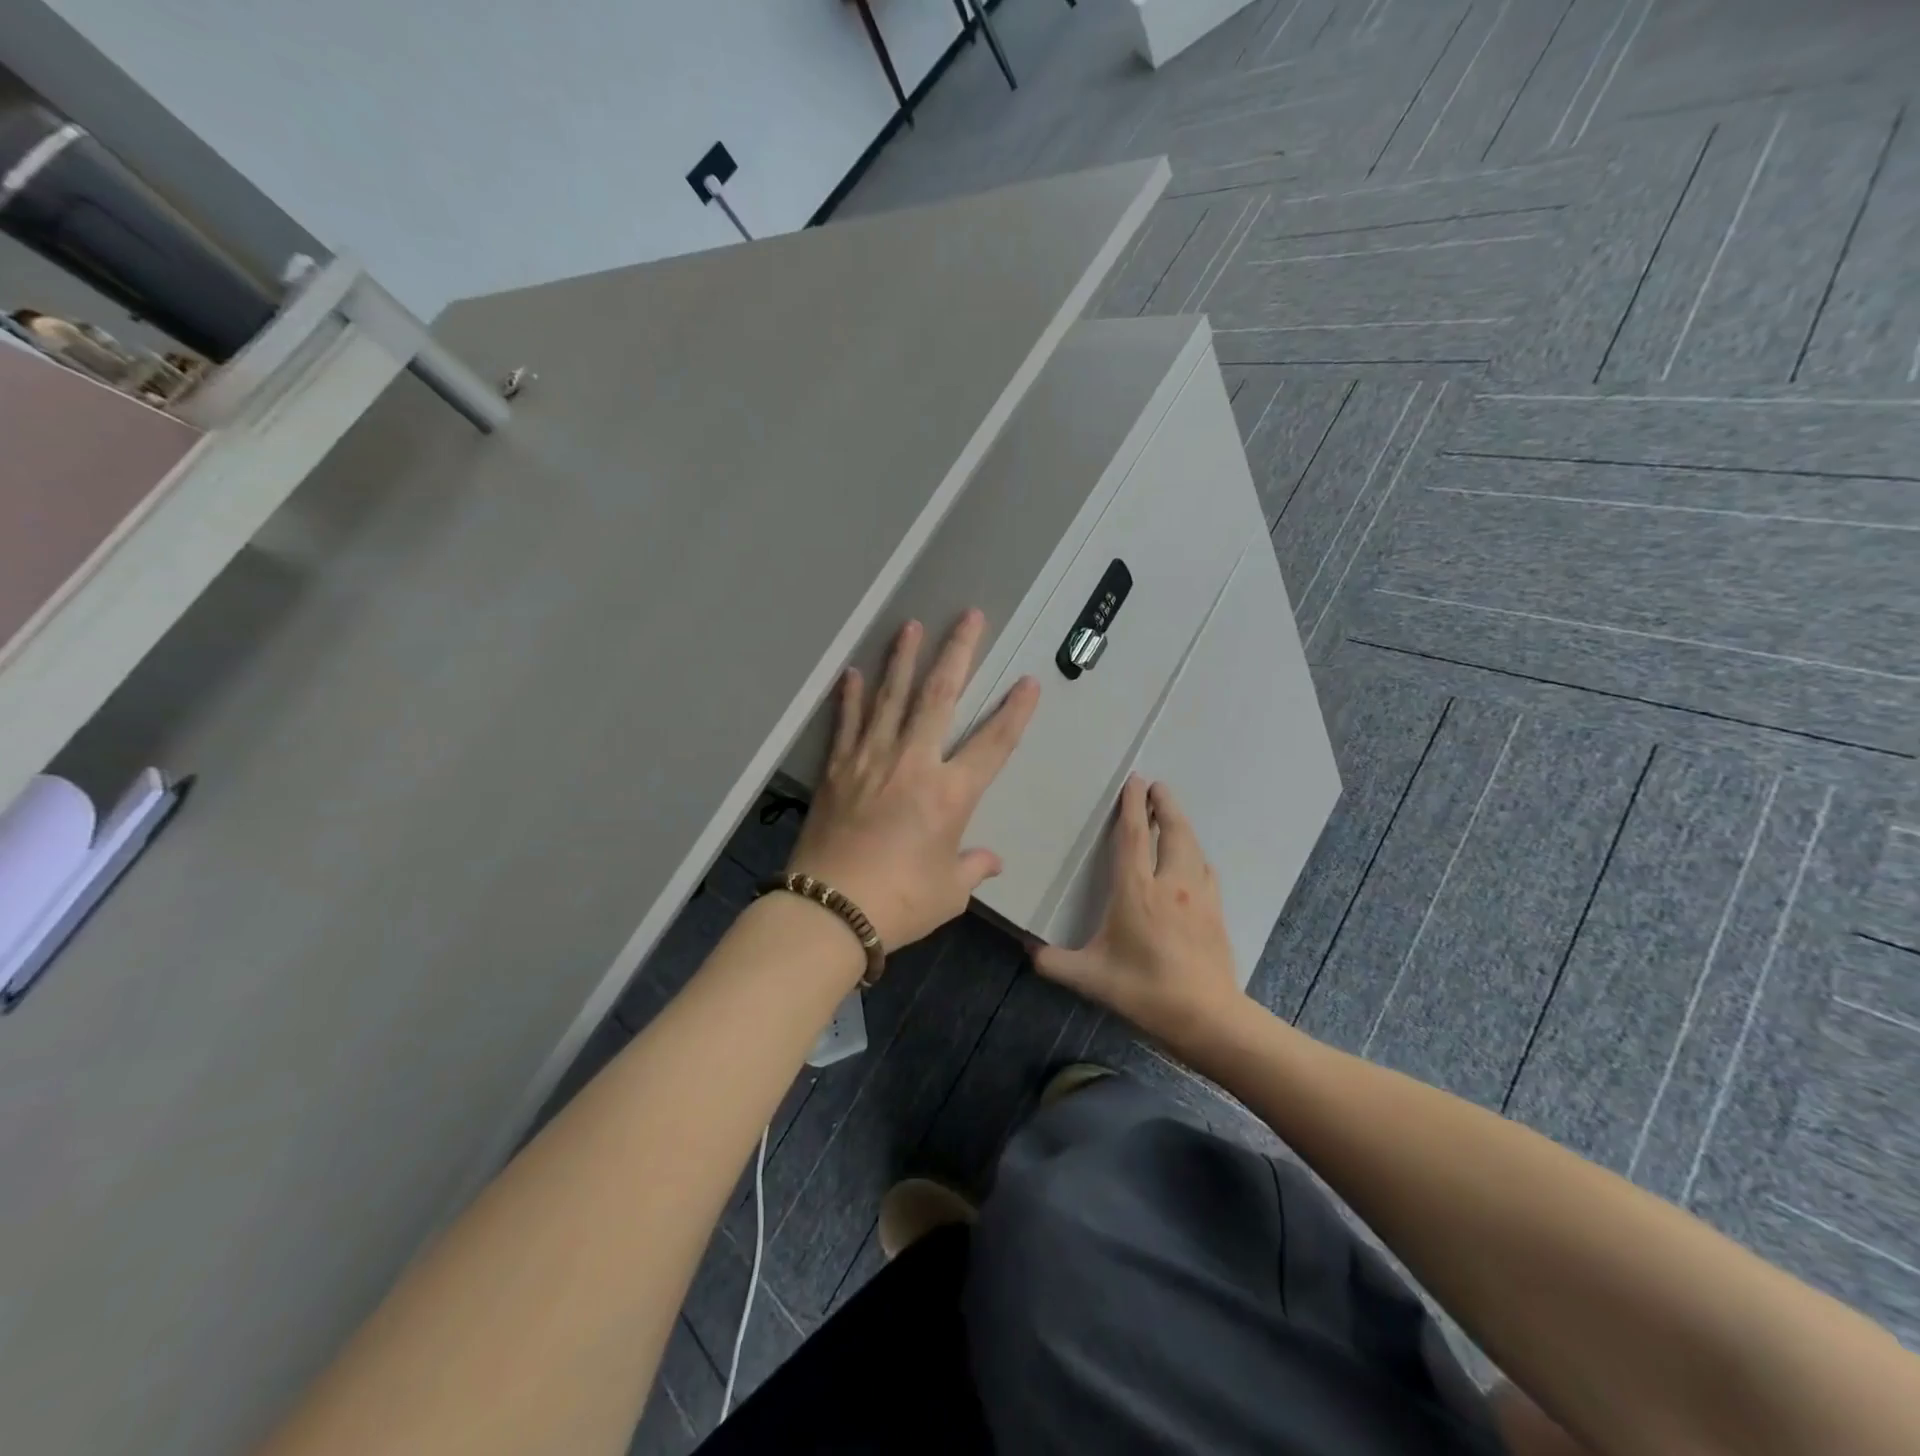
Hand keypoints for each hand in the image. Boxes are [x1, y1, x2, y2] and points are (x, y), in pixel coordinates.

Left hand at [788, 610, 1040, 948]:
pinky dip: (849, 697)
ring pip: (891, 698)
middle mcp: (913, 764)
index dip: (1014, 712)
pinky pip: (846, 724)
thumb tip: (991, 861)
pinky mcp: (837, 770)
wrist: (829, 911)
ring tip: (911, 626)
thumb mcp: (949, 892)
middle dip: (958, 653)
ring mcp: (870, 761)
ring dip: (903, 659)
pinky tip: (852, 673)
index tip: (1028, 682)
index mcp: (950, 794)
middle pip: (940, 697)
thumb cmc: (900, 902)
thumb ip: (972, 867)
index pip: (993, 744)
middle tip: (969, 617)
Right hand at [1033, 776, 1245, 1056]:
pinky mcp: (1215, 911)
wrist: (1207, 1017)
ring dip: (1181, 824)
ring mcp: (1198, 896)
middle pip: (1172, 831)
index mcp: (1137, 891)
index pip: (1134, 837)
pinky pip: (1204, 868)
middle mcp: (1170, 883)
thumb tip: (1027, 947)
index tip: (1135, 780)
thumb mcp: (1090, 978)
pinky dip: (1194, 852)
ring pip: (1192, 846)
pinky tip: (1191, 859)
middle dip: (1164, 804)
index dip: (1133, 806)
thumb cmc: (1144, 991)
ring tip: (1171, 813)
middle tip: (1156, 785)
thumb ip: (1053, 962)